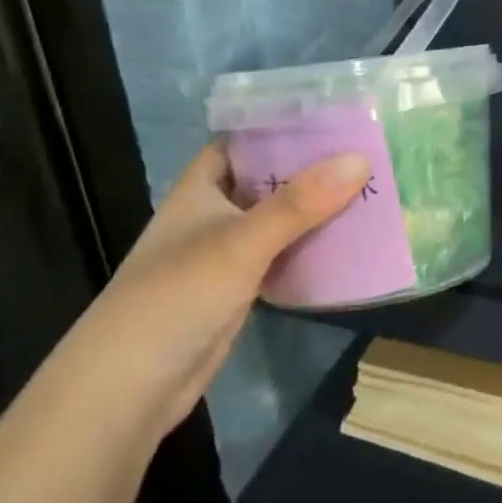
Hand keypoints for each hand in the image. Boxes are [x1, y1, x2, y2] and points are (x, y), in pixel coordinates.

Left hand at [62, 140, 368, 427]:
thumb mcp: (241, 241)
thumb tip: (360, 159)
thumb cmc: (177, 296)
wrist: (130, 388)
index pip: (242, 140)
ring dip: (315, 210)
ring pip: (278, 220)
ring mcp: (226, 254)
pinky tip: (349, 243)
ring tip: (370, 188)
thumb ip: (299, 203)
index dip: (280, 125)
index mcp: (201, 188)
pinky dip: (310, 249)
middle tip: (366, 150)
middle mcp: (213, 214)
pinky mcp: (239, 290)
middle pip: (267, 180)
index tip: (331, 114)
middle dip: (310, 168)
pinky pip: (282, 258)